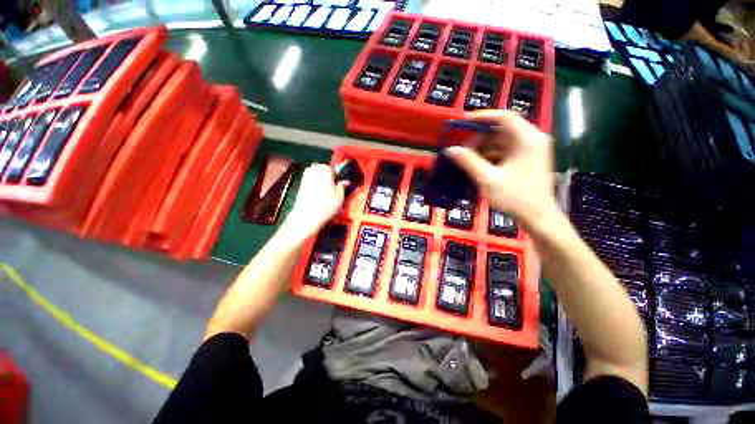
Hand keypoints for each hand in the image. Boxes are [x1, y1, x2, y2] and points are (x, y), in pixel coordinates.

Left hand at [283, 163, 346, 239]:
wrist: (307, 215)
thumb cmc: (327, 204)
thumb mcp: (340, 196)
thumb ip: (342, 186)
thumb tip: (346, 182)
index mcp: (325, 169)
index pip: (332, 169)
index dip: (336, 177)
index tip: (338, 185)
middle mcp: (313, 169)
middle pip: (322, 169)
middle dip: (326, 176)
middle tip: (332, 188)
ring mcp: (305, 177)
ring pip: (315, 175)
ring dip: (319, 180)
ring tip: (325, 192)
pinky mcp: (300, 185)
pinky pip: (310, 181)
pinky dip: (313, 185)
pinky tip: (317, 195)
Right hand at [444, 110, 558, 231]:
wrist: (538, 217)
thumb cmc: (516, 197)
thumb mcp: (489, 179)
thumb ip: (469, 162)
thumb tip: (450, 149)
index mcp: (528, 139)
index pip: (504, 117)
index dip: (482, 117)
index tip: (462, 122)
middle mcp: (532, 139)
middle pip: (502, 129)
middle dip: (480, 138)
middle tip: (462, 149)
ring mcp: (531, 149)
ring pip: (502, 140)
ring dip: (484, 148)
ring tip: (467, 158)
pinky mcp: (527, 158)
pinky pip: (506, 150)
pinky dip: (491, 155)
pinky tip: (478, 164)